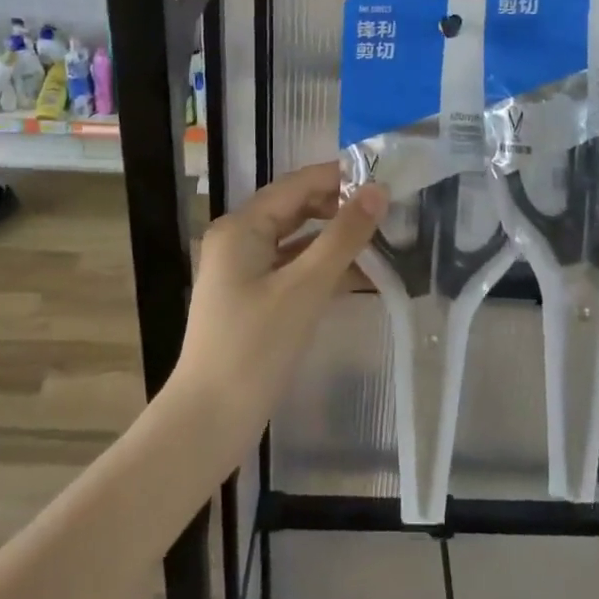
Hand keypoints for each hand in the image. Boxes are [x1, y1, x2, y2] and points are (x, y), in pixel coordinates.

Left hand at [174, 163, 385, 431]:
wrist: (208, 422)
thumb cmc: (254, 347)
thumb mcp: (305, 287)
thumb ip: (343, 236)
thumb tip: (378, 191)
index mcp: (242, 226)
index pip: (298, 184)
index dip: (340, 177)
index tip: (385, 178)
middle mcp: (239, 239)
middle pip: (297, 208)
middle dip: (340, 207)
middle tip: (389, 210)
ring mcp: (243, 271)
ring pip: (297, 240)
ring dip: (335, 239)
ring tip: (383, 238)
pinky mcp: (252, 299)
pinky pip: (293, 269)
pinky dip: (323, 268)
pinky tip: (360, 276)